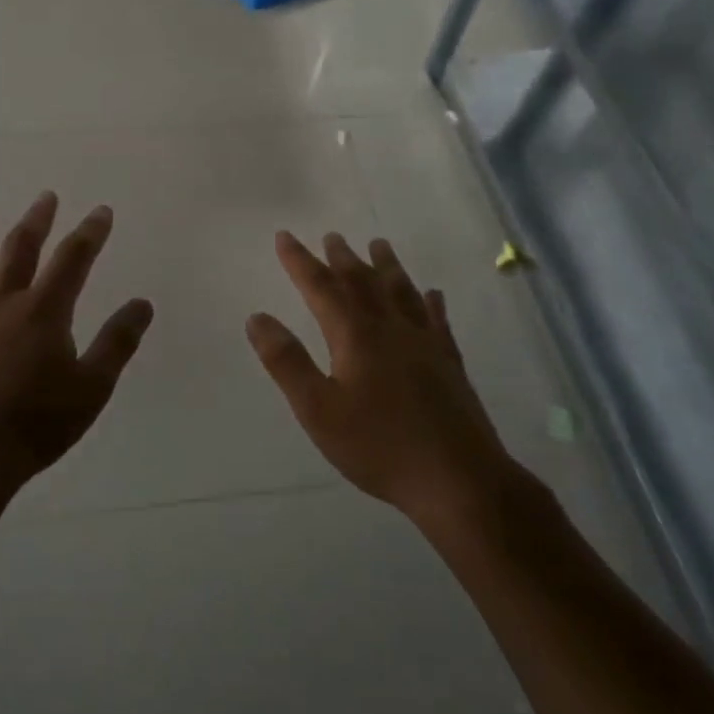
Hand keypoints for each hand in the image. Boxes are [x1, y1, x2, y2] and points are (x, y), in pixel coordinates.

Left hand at [0, 193, 153, 505]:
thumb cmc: (35, 425)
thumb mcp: (91, 387)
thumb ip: (117, 342)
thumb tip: (143, 303)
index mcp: (43, 312)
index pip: (73, 259)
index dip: (90, 233)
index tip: (102, 211)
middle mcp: (2, 305)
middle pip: (19, 250)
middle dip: (36, 221)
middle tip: (46, 198)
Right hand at [246, 232, 509, 522]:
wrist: (457, 478)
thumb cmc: (379, 445)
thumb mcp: (318, 409)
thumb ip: (286, 361)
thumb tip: (257, 317)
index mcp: (355, 335)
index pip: (321, 287)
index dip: (300, 261)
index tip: (285, 236)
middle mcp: (390, 328)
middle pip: (363, 282)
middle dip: (342, 258)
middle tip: (332, 236)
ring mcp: (424, 342)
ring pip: (402, 292)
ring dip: (387, 266)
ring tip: (379, 245)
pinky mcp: (449, 362)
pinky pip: (437, 319)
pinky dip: (430, 302)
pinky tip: (433, 295)